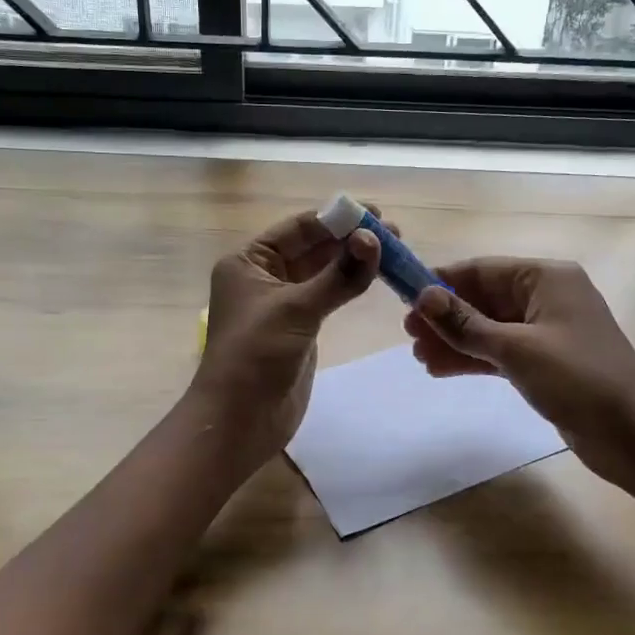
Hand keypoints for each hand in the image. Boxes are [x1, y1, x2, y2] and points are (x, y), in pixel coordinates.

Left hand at [189, 207, 384, 471]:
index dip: (336, 219)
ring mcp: (282, 303)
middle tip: (395, 233)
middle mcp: (263, 277)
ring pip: (322, 272)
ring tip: (393, 250)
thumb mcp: (296, 309)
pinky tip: (374, 276)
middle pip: (312, 248)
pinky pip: (327, 297)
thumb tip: (374, 239)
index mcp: (248, 262)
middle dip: (350, 239)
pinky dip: (349, 286)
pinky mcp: (299, 328)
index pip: (298, 229)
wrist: (240, 420)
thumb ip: (338, 276)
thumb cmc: (255, 356)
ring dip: (353, 261)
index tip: (376, 214)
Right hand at [404, 257, 634, 490]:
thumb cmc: (578, 379)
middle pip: (484, 299)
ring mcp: (547, 332)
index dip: (442, 283)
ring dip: (455, 341)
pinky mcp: (546, 363)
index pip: (482, 270)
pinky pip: (500, 353)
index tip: (405, 300)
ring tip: (419, 357)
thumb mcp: (516, 349)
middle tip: (408, 336)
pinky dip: (473, 359)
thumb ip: (466, 324)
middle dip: (446, 317)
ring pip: (489, 328)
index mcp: (546, 278)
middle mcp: (546, 297)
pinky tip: (442, 369)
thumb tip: (423, 297)